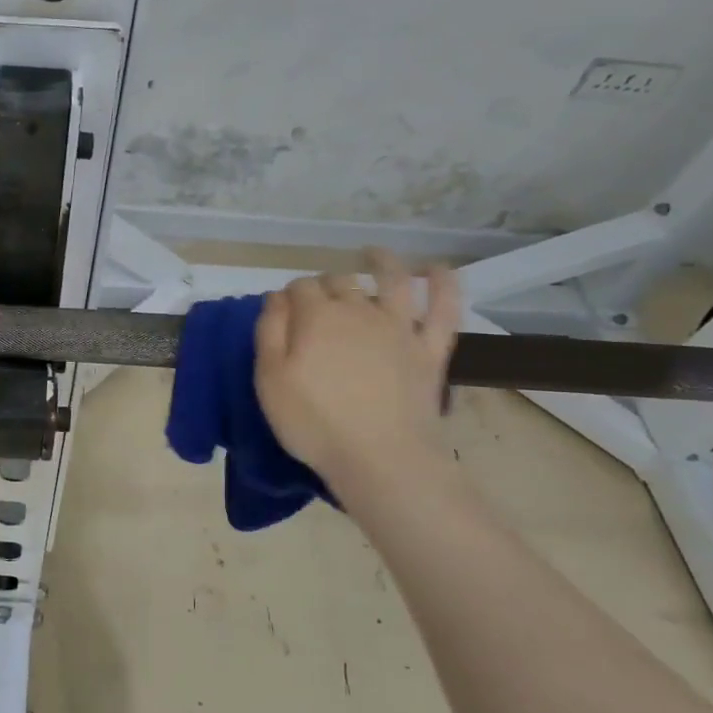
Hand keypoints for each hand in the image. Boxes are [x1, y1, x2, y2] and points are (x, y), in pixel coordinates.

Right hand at [253, 251, 461, 492]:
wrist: (380, 458)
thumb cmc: (314, 422)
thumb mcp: (270, 379)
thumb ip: (269, 331)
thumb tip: (276, 297)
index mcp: (315, 317)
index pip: (298, 288)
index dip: (289, 295)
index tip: (283, 312)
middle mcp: (358, 310)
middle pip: (338, 281)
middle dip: (324, 283)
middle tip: (316, 301)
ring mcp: (399, 326)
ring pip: (392, 279)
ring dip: (382, 261)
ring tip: (373, 254)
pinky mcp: (430, 348)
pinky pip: (444, 307)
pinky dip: (443, 283)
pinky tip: (436, 269)